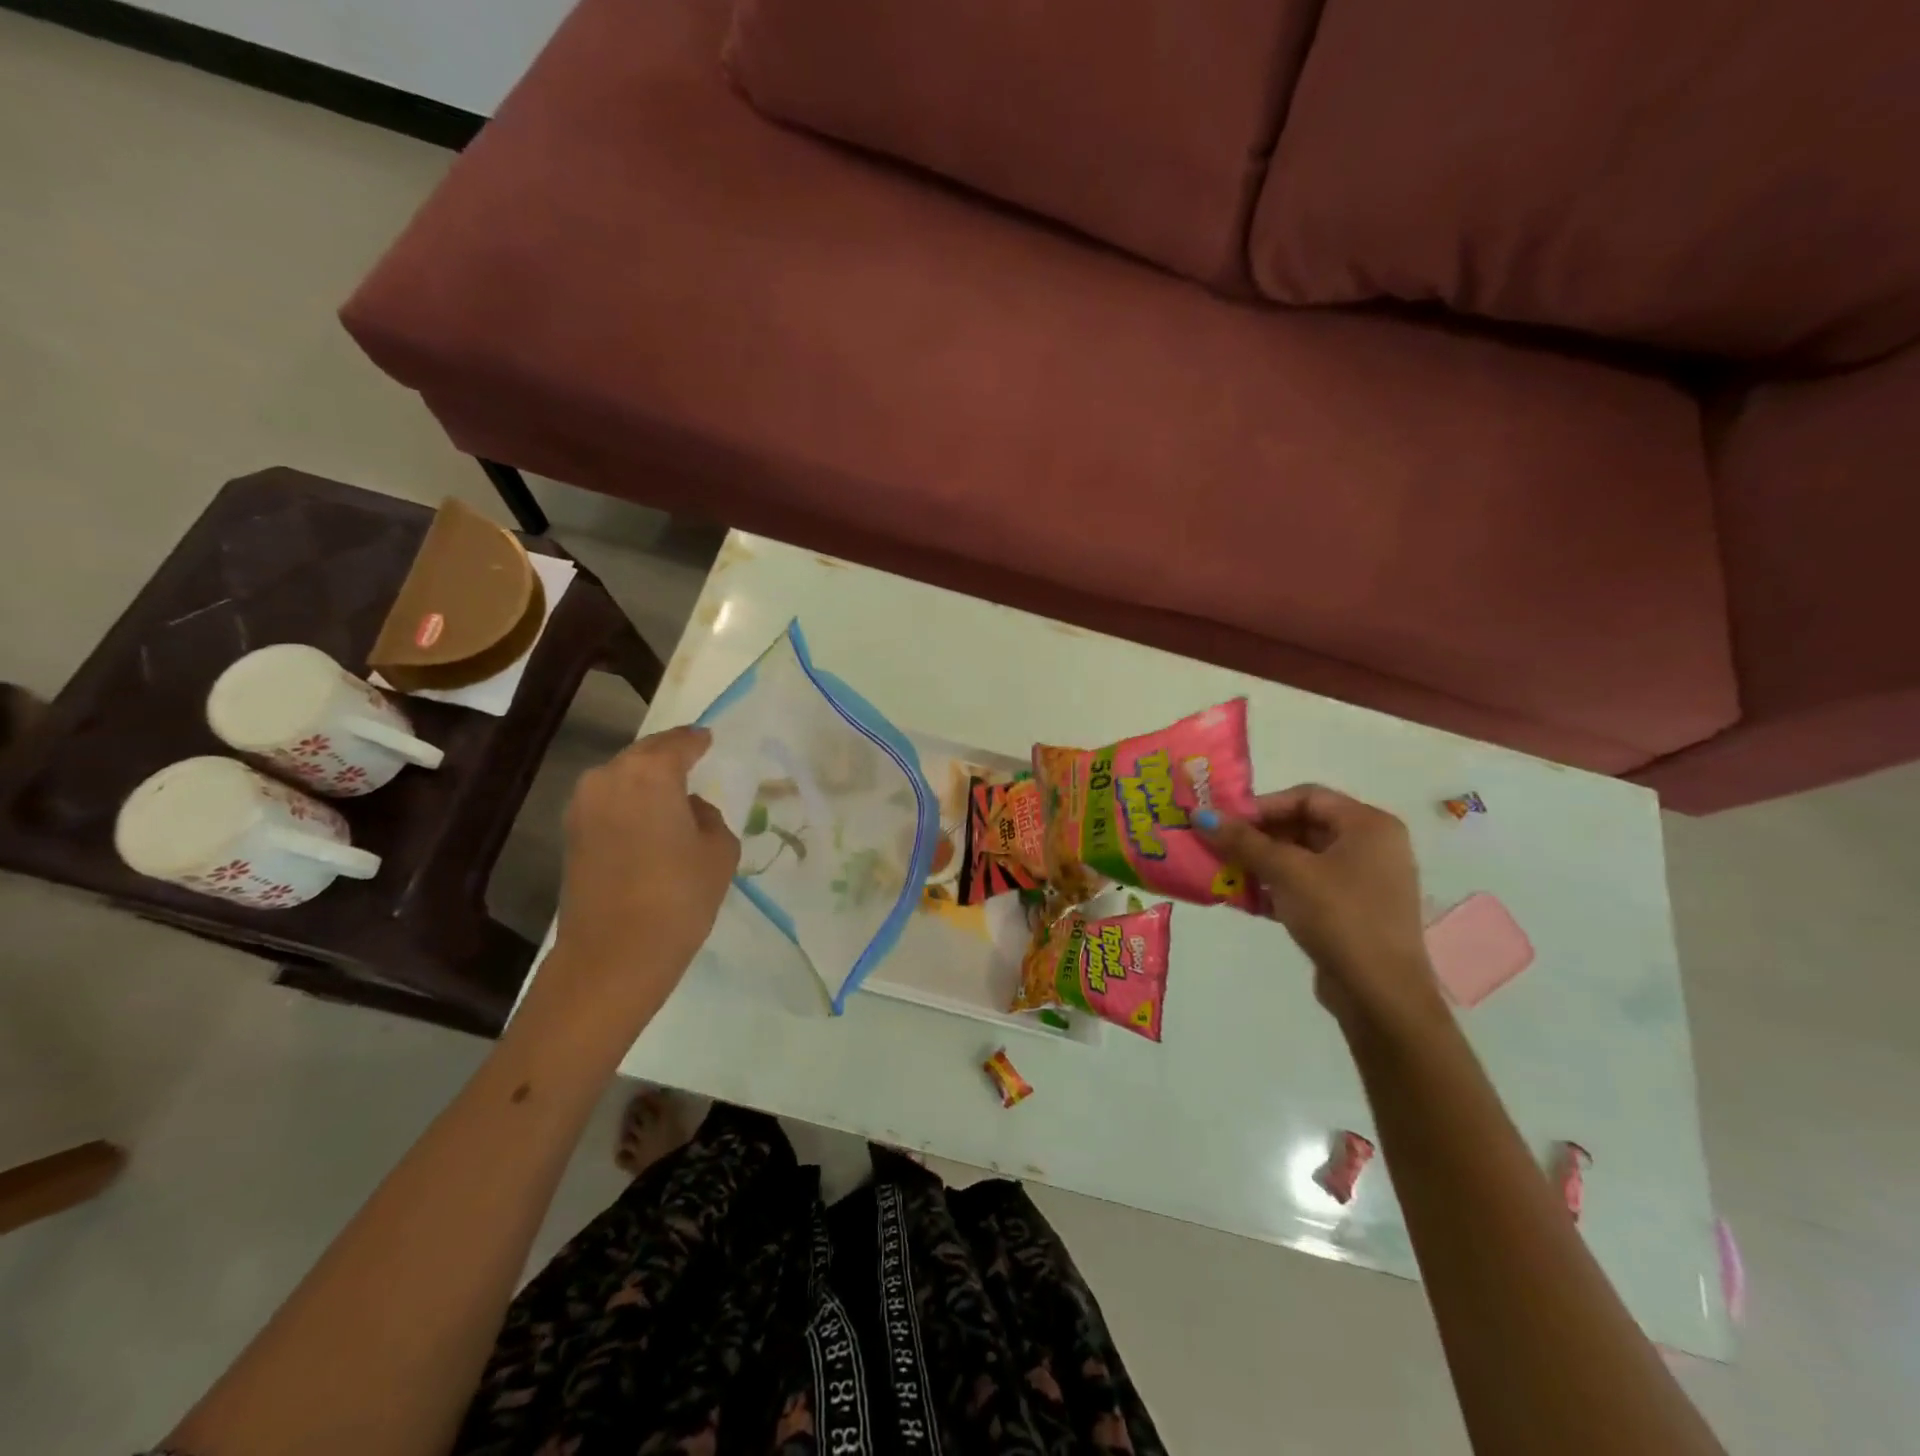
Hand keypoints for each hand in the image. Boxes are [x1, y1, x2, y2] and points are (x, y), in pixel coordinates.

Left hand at [545, 727, 739, 1026]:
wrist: (614, 955)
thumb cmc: (679, 896)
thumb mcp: (719, 850)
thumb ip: (708, 817)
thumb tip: (688, 811)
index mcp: (649, 773)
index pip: (679, 743)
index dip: (697, 741)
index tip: (709, 739)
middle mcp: (608, 778)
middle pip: (644, 755)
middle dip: (668, 756)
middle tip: (692, 761)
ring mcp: (582, 806)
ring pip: (621, 778)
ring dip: (645, 781)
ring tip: (672, 793)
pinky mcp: (571, 835)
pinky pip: (608, 803)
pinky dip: (629, 803)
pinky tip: (649, 821)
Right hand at [1198, 785, 1444, 1035]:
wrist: (1380, 995)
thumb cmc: (1339, 917)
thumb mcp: (1286, 872)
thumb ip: (1243, 841)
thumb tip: (1199, 814)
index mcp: (1368, 825)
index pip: (1306, 796)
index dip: (1262, 806)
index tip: (1225, 822)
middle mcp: (1371, 846)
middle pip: (1302, 826)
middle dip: (1257, 837)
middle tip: (1218, 846)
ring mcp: (1363, 881)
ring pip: (1301, 859)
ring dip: (1261, 864)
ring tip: (1224, 873)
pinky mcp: (1351, 912)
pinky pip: (1307, 886)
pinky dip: (1276, 888)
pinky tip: (1244, 900)